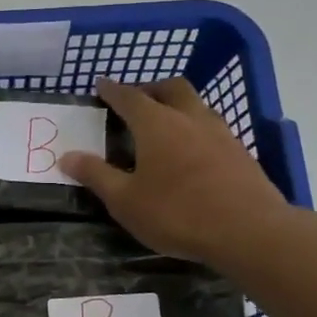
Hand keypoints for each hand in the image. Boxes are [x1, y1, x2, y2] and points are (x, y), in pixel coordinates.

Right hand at [62, 77, 295, 265]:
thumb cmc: (177, 213)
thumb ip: (96, 175)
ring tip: (164, 124)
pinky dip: (195, 128)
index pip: (129, 97)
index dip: (112, 90)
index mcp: (157, 124)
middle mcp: (190, 118)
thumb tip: (67, 156)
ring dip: (177, 106)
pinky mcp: (240, 153)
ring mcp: (220, 133)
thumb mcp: (125, 200)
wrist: (250, 231)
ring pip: (197, 105)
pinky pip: (212, 127)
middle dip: (151, 88)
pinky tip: (191, 152)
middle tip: (136, 100)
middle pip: (171, 88)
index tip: (101, 85)